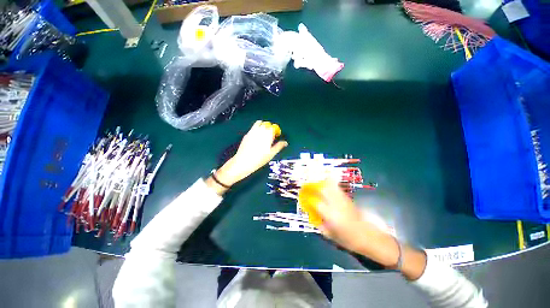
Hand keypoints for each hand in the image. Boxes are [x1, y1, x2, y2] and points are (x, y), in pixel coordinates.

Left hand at [207, 121, 287, 193]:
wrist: (243, 162)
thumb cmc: (259, 159)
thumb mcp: (271, 154)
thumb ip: (279, 146)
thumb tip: (285, 142)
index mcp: (267, 135)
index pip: (273, 127)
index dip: (276, 130)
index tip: (277, 135)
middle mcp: (260, 131)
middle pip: (266, 124)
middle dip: (270, 128)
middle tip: (271, 135)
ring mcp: (252, 132)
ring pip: (259, 123)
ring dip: (263, 126)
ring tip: (264, 134)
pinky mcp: (246, 134)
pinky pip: (253, 127)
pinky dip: (256, 129)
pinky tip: (256, 137)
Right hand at [314, 181, 399, 266]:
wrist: (369, 236)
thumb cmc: (348, 239)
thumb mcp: (330, 235)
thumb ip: (319, 224)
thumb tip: (311, 215)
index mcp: (331, 215)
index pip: (315, 202)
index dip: (307, 198)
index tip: (302, 197)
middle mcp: (336, 205)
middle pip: (322, 189)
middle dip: (312, 186)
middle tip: (306, 187)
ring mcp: (342, 200)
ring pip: (330, 185)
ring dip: (320, 183)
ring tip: (314, 184)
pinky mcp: (347, 198)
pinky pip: (336, 187)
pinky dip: (329, 183)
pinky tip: (325, 183)